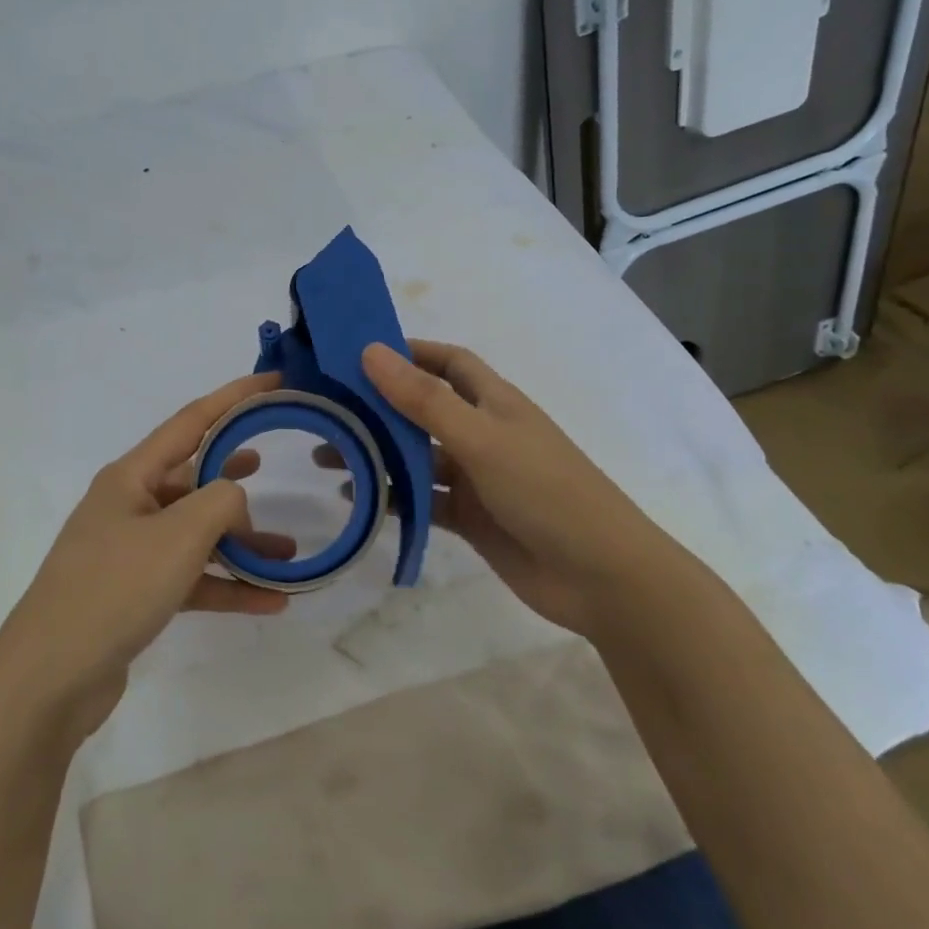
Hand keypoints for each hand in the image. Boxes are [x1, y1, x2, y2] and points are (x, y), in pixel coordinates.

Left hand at [0, 372, 293, 737]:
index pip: (191, 421)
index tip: (274, 381)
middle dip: (236, 474)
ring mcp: (130, 552)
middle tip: (273, 464)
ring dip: (240, 543)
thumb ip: (221, 501)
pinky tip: (268, 601)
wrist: (51, 678)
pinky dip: (226, 585)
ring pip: (196, 533)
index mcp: (131, 477)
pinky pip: (191, 578)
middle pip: (193, 477)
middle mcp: (129, 506)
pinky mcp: (135, 594)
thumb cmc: (114, 588)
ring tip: (287, 554)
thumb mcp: (179, 535)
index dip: (234, 397)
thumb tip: (235, 499)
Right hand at [325, 341, 672, 635]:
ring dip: (378, 455)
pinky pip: (422, 500)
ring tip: (328, 457)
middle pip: (423, 410)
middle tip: (327, 409)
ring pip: (417, 458)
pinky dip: (393, 498)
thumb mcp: (481, 439)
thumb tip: (371, 351)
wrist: (601, 577)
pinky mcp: (470, 518)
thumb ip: (424, 400)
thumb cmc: (546, 491)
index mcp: (495, 402)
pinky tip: (359, 499)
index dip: (410, 353)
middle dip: (379, 408)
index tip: (359, 353)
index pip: (448, 363)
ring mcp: (477, 478)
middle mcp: (483, 433)